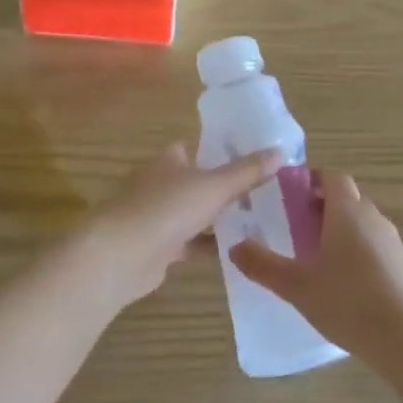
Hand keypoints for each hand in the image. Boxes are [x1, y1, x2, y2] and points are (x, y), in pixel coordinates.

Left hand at [80, 143, 281, 309]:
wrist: (122, 256)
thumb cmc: (167, 209)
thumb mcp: (214, 186)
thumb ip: (247, 172)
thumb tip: (280, 152)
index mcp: (170, 160)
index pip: (197, 147)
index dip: (222, 150)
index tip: (253, 158)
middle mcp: (161, 183)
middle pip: (198, 181)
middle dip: (226, 187)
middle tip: (265, 192)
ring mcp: (158, 216)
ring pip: (195, 213)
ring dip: (219, 218)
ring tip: (259, 221)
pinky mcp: (159, 247)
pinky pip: (191, 242)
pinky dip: (210, 245)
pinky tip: (238, 250)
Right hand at [229, 172, 402, 367]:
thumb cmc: (348, 302)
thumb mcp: (296, 285)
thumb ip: (263, 265)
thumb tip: (235, 247)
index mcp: (347, 211)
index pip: (332, 177)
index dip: (311, 180)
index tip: (289, 194)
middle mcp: (372, 217)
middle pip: (346, 198)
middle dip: (321, 206)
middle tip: (294, 226)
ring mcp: (392, 241)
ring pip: (361, 222)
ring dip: (339, 229)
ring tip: (314, 255)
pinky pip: (374, 245)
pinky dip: (356, 250)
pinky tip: (343, 281)